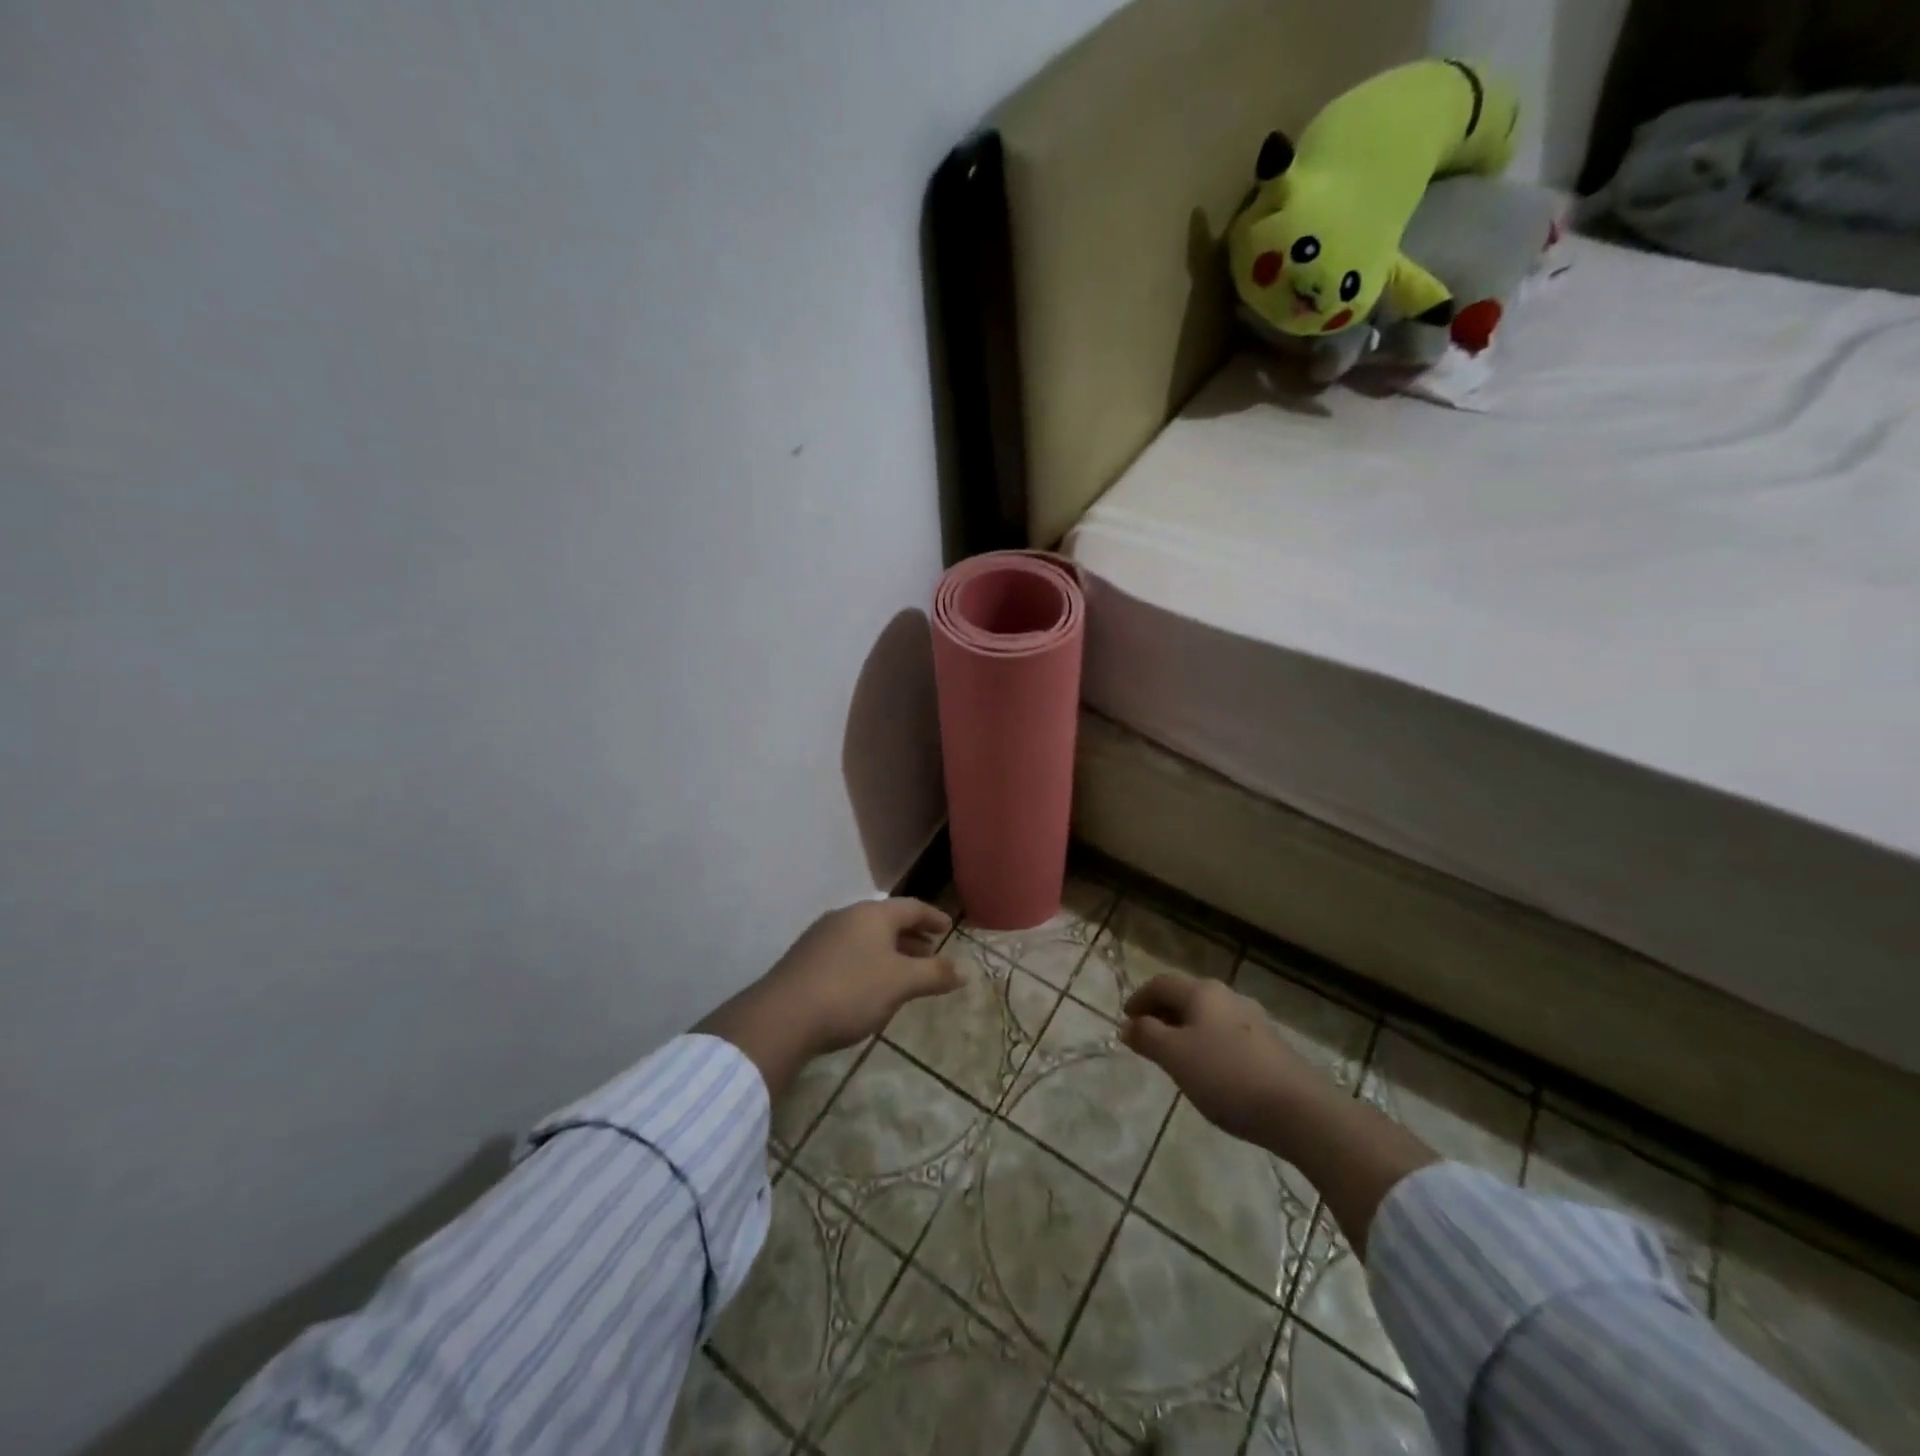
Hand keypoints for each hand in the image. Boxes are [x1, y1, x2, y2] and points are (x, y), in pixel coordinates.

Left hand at [697, 898, 960, 1096]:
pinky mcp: (806, 958)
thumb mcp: (900, 983)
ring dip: (889, 950)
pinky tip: (869, 985)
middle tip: (930, 952)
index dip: (933, 917)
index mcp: (872, 914)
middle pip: (887, 920)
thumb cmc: (851, 991)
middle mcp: (846, 916)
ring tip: (904, 972)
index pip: (911, 907)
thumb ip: (934, 974)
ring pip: (866, 936)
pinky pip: (847, 951)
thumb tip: (963, 971)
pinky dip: (868, 961)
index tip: (948, 928)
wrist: (783, 1016)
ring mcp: (822, 936)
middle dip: (911, 935)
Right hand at [1119, 975, 1329, 1148]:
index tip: (1125, 1021)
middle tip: (1145, 1038)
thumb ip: (1147, 1036)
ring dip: (1184, 1029)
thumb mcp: (1175, 1057)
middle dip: (1161, 1013)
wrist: (1300, 1110)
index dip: (1139, 999)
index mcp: (1202, 992)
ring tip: (1174, 1056)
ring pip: (1207, 1016)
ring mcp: (1253, 1020)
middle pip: (1186, 996)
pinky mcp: (1270, 1045)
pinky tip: (1208, 1070)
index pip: (1161, 984)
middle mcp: (1228, 996)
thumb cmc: (1227, 1077)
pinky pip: (1226, 1034)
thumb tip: (1127, 1025)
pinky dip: (1207, 1043)